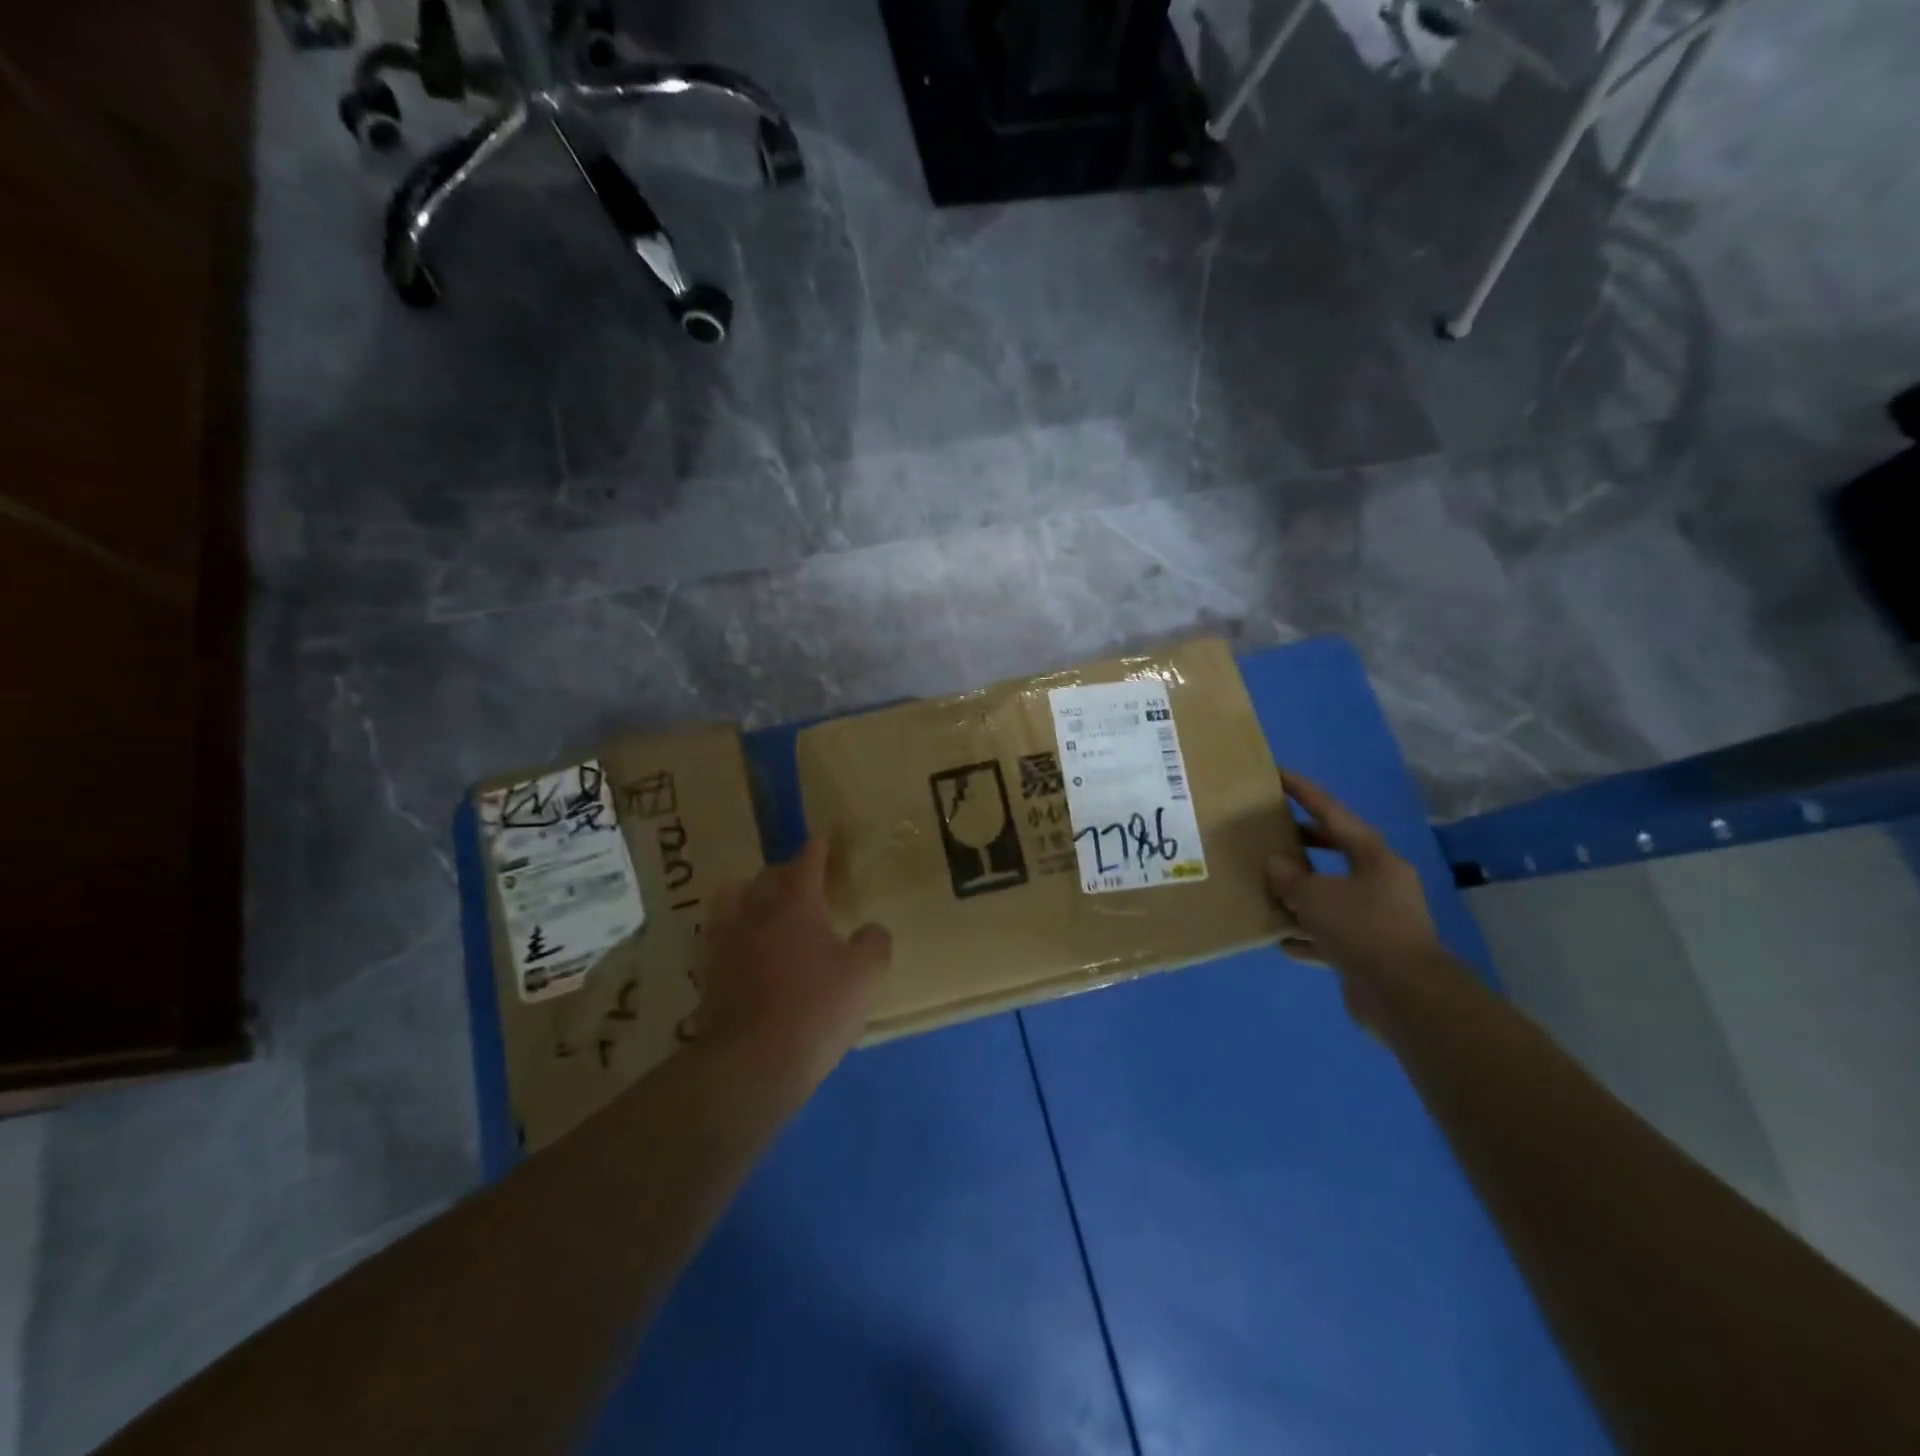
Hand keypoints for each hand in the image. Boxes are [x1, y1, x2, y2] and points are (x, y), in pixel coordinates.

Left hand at [690, 838, 892, 1089]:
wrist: (753, 1063)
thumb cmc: (816, 1009)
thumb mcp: (865, 975)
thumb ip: (873, 943)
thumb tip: (870, 930)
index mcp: (795, 906)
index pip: (806, 863)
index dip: (817, 847)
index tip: (821, 834)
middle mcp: (755, 914)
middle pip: (764, 878)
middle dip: (783, 872)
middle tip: (798, 879)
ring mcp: (724, 944)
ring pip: (729, 901)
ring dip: (746, 896)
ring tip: (759, 908)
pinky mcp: (706, 975)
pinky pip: (714, 940)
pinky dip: (728, 935)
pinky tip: (737, 949)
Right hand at [1266, 775, 1443, 1020]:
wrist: (1404, 996)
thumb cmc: (1362, 929)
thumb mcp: (1315, 896)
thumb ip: (1291, 878)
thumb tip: (1276, 865)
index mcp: (1374, 858)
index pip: (1333, 814)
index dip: (1305, 794)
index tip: (1279, 776)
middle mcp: (1380, 883)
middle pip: (1335, 853)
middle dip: (1302, 846)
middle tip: (1270, 836)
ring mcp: (1377, 919)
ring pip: (1331, 896)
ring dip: (1301, 895)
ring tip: (1267, 888)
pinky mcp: (1370, 952)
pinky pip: (1331, 935)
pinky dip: (1307, 936)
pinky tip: (1281, 940)